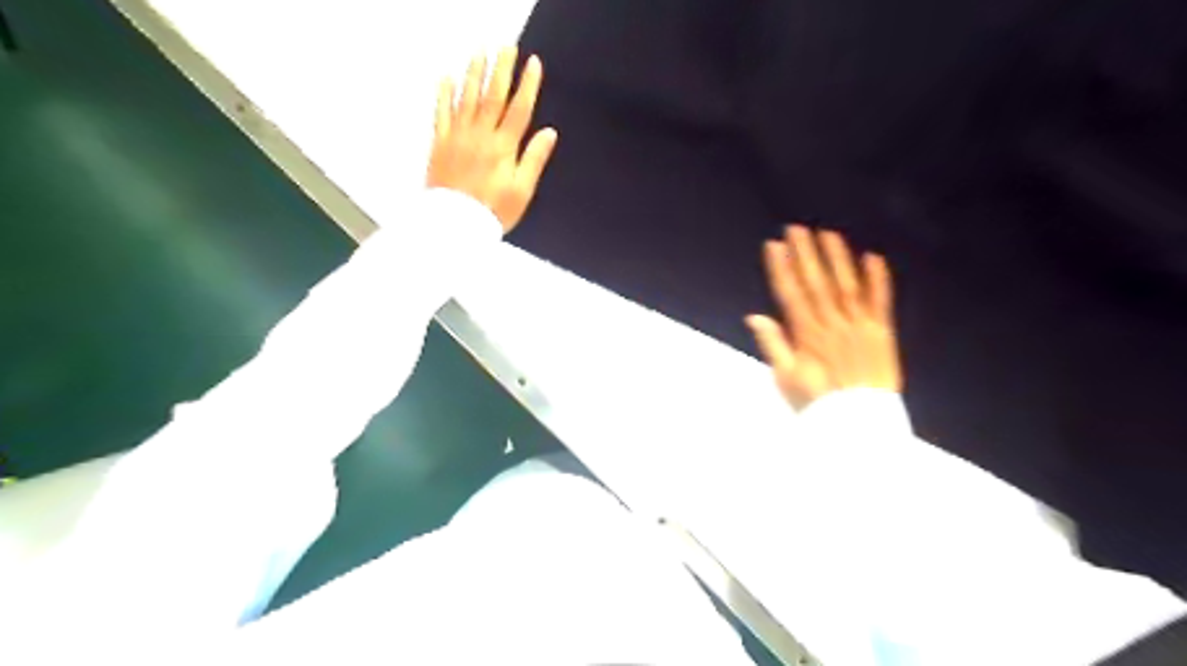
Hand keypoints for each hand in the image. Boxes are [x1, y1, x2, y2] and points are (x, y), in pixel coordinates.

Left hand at [427, 47, 556, 233]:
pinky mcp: (440, 144)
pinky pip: (440, 113)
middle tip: (507, 48)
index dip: (527, 85)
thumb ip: (534, 159)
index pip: (519, 109)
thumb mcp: (522, 190)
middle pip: (493, 96)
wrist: (455, 225)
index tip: (533, 63)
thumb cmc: (493, 211)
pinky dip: (444, 94)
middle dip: (501, 69)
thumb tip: (549, 133)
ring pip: (466, 98)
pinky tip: (447, 78)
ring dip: (474, 73)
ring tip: (480, 53)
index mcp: (503, 148)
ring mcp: (457, 137)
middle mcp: (480, 136)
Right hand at [744, 225, 906, 410]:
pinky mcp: (882, 332)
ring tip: (827, 234)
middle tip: (796, 228)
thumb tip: (754, 316)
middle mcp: (832, 323)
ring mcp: (859, 325)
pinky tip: (872, 258)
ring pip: (846, 285)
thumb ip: (772, 345)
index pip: (790, 293)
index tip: (774, 245)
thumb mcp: (785, 378)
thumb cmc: (817, 402)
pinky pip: (880, 301)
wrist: (859, 423)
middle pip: (816, 282)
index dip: (781, 267)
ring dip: (837, 258)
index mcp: (806, 334)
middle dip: (804, 254)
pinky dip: (878, 279)